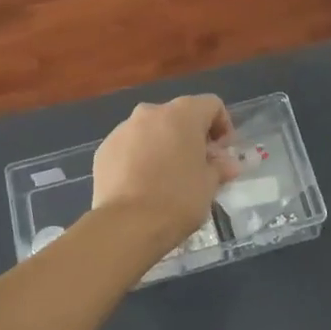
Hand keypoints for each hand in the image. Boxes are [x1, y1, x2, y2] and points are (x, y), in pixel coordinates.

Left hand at [91, 95, 238, 249]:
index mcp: (183, 114)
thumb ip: (219, 167)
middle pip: (179, 116)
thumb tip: (226, 164)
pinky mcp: (104, 149)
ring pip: (151, 130)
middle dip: (191, 136)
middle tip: (198, 166)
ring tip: (167, 177)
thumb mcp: (209, 184)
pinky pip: (130, 146)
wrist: (127, 224)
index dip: (223, 126)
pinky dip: (140, 158)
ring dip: (164, 145)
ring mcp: (123, 129)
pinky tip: (143, 184)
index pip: (212, 105)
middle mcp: (151, 112)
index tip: (222, 153)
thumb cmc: (178, 199)